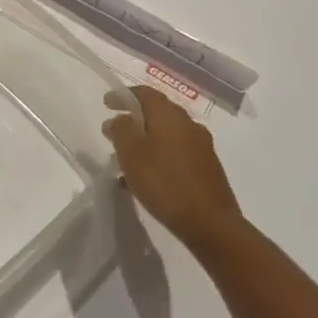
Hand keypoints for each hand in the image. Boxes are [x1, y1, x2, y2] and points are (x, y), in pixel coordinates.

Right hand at [102, 85, 242, 249]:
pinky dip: (158, 159)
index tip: (106, 103)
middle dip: (134, 121)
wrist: (211, 225)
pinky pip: (176, 155)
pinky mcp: (207, 169)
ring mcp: (201, 147)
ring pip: (166, 136)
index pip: (144, 93)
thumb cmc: (165, 182)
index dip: (123, 96)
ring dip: (145, 143)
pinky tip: (145, 181)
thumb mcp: (131, 153)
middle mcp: (188, 124)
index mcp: (170, 115)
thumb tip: (120, 119)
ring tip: (126, 160)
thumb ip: (121, 129)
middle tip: (114, 132)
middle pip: (157, 113)